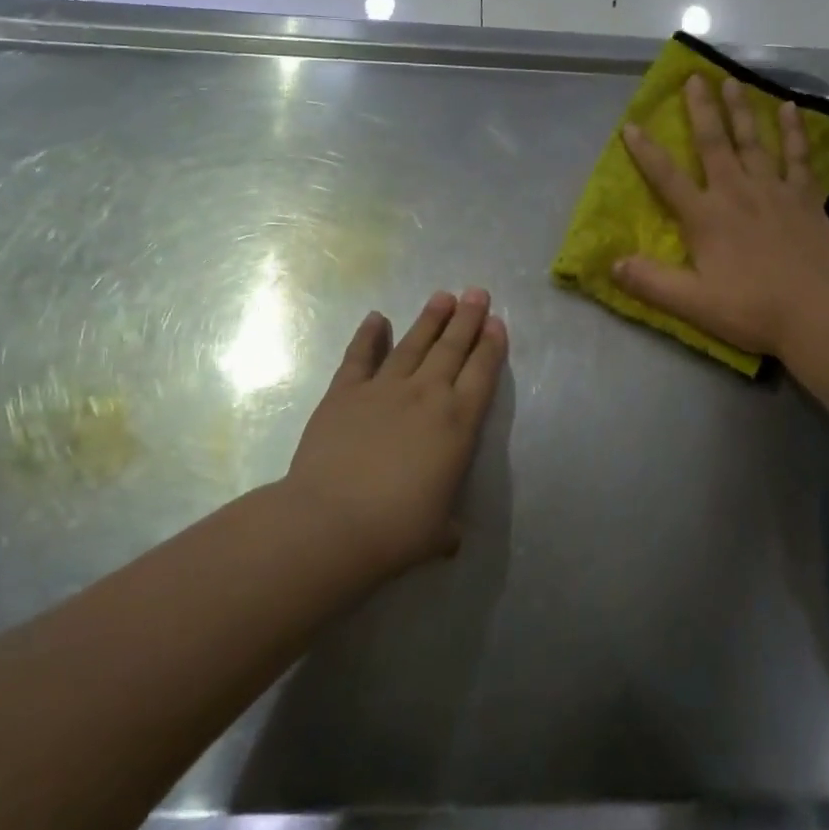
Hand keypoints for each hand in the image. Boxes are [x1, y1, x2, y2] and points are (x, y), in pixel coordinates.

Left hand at [282, 290, 506, 575]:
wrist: (332, 523)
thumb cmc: (396, 530)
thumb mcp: (437, 533)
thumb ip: (447, 526)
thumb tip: (448, 537)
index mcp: (457, 424)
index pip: (482, 374)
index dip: (491, 346)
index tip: (496, 322)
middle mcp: (426, 395)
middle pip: (452, 349)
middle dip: (467, 319)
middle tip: (477, 292)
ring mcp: (384, 389)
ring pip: (413, 344)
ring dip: (430, 319)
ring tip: (442, 296)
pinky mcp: (345, 393)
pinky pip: (360, 357)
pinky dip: (368, 336)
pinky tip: (376, 318)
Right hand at [614, 75, 828, 356]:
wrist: (816, 312)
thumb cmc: (750, 309)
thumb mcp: (691, 303)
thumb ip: (650, 281)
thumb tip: (612, 263)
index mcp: (705, 217)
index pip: (667, 178)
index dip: (646, 152)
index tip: (631, 125)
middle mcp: (736, 193)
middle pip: (713, 143)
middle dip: (701, 109)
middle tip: (694, 77)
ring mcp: (773, 190)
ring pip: (753, 140)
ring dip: (741, 109)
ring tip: (732, 80)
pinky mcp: (804, 197)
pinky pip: (797, 156)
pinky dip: (793, 131)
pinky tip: (790, 108)